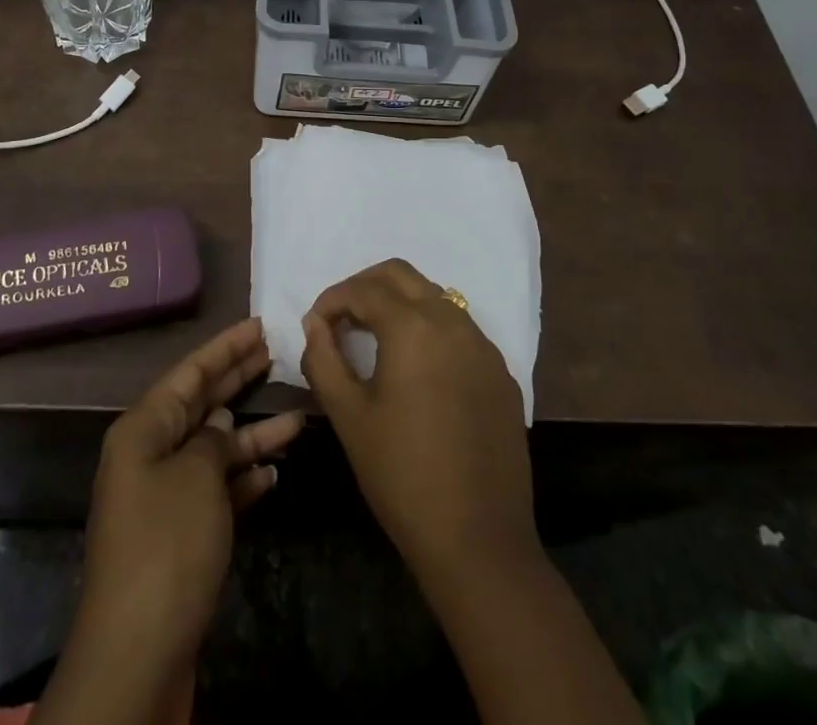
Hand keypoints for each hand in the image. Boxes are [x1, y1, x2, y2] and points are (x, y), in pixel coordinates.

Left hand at [49, 317, 303, 720]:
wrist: (137, 656)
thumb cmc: (166, 547)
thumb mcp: (196, 477)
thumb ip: (214, 441)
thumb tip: (221, 426)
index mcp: (143, 430)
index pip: (189, 373)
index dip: (225, 347)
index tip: (260, 325)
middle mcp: (150, 455)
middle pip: (200, 404)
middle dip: (238, 380)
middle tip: (277, 353)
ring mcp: (164, 497)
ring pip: (214, 449)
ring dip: (252, 436)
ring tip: (298, 418)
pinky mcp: (180, 537)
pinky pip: (216, 491)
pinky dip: (243, 480)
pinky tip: (274, 473)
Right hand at [300, 259, 535, 585]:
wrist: (479, 541)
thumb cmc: (401, 475)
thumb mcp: (348, 416)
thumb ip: (324, 359)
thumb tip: (314, 324)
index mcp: (413, 327)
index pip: (363, 289)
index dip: (332, 299)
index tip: (314, 324)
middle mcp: (453, 322)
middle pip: (402, 275)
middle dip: (365, 285)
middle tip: (342, 317)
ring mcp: (484, 346)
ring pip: (435, 297)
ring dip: (400, 304)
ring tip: (375, 339)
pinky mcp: (501, 373)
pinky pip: (460, 330)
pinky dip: (431, 330)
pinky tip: (417, 369)